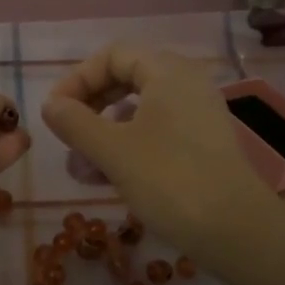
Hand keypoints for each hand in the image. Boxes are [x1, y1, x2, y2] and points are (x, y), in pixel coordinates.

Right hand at [42, 43, 283, 261]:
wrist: (234, 228)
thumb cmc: (169, 180)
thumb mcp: (113, 150)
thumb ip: (75, 122)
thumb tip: (50, 105)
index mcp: (167, 71)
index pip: (113, 55)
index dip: (77, 79)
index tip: (55, 112)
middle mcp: (187, 83)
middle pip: (128, 78)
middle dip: (91, 105)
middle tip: (67, 133)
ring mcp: (198, 113)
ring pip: (141, 109)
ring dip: (106, 130)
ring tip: (82, 164)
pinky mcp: (203, 143)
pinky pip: (158, 131)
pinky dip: (130, 145)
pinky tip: (108, 176)